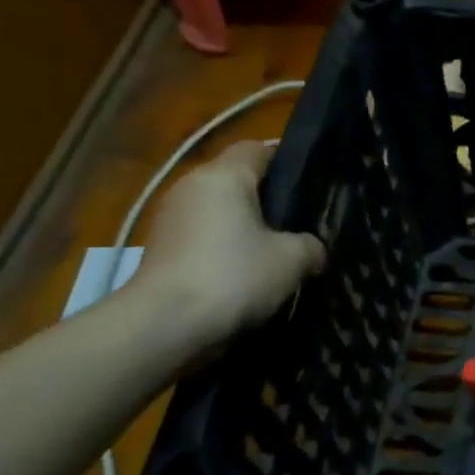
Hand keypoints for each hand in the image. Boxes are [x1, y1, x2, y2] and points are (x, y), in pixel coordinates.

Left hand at [129, 141, 325, 353]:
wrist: (165, 325)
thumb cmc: (234, 275)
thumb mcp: (293, 259)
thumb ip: (311, 245)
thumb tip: (312, 249)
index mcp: (223, 176)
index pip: (258, 149)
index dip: (287, 162)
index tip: (312, 186)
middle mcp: (191, 187)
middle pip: (237, 182)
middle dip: (268, 200)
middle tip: (301, 224)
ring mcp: (170, 220)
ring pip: (220, 213)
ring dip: (245, 230)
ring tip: (277, 254)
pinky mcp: (161, 252)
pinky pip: (205, 240)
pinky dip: (225, 252)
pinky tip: (248, 276)